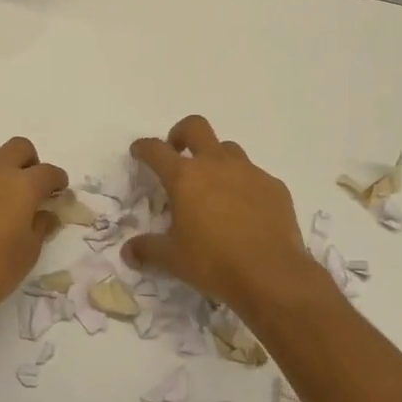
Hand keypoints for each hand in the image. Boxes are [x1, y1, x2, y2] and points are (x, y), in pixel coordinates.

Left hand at [0, 138, 66, 337]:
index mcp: (22, 185)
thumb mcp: (29, 251)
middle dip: (31, 162)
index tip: (59, 191)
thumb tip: (47, 214)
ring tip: (5, 191)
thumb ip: (41, 225)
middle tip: (33, 187)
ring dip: (4, 163)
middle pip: (19, 147)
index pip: (48, 171)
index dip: (58, 180)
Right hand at [123, 115, 333, 324]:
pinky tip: (245, 210)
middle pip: (195, 127)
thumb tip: (128, 252)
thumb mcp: (173, 260)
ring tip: (213, 186)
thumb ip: (148, 250)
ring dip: (215, 158)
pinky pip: (254, 175)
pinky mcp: (274, 186)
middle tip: (177, 153)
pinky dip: (244, 184)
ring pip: (228, 148)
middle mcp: (216, 164)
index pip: (156, 150)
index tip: (139, 152)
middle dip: (181, 134)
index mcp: (184, 177)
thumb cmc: (214, 263)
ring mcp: (249, 172)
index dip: (143, 147)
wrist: (272, 275)